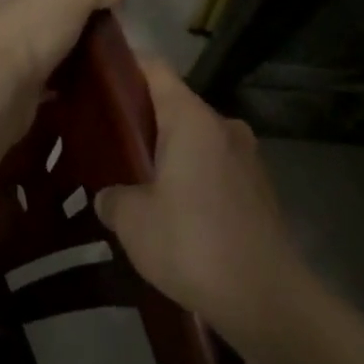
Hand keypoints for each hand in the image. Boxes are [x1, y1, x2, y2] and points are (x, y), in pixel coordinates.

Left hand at [0, 0, 125, 141]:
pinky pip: (20, 88)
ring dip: (43, 61)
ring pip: (17, 56)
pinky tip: (69, 92)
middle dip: (44, 28)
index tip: (71, 2)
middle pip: (16, 20)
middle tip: (82, 34)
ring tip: (81, 64)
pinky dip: (42, 90)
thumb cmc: (22, 33)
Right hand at [94, 61, 308, 347]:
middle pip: (176, 104)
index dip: (126, 65)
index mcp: (192, 119)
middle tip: (107, 137)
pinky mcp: (259, 188)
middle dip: (142, 117)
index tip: (98, 74)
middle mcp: (223, 126)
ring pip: (197, 139)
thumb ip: (113, 198)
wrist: (266, 297)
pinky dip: (192, 175)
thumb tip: (109, 196)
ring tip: (137, 177)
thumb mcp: (134, 222)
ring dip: (169, 151)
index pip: (155, 69)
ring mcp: (247, 156)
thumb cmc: (192, 243)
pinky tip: (174, 208)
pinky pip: (215, 166)